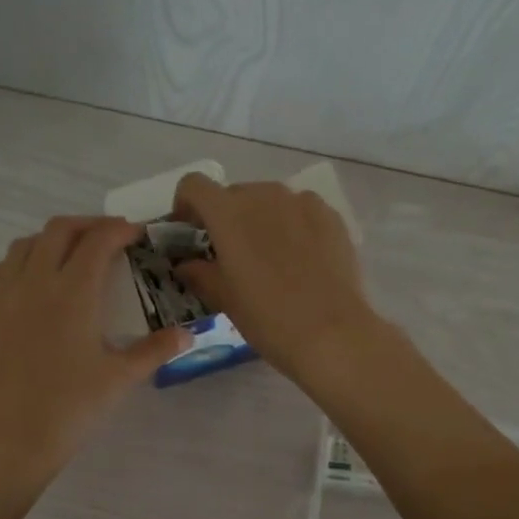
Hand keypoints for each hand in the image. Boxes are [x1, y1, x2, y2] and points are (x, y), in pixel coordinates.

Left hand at [0, 216, 188, 486]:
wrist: (14, 439)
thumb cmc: (72, 407)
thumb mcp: (121, 377)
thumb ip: (155, 350)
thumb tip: (187, 334)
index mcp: (73, 292)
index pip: (97, 242)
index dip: (119, 230)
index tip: (135, 234)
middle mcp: (35, 283)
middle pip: (58, 230)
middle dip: (86, 225)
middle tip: (107, 239)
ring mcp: (3, 297)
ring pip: (23, 246)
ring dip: (50, 240)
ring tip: (69, 255)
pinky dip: (16, 264)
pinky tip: (27, 280)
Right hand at [170, 172, 384, 382]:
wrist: (332, 333)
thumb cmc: (267, 317)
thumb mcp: (224, 299)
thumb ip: (199, 273)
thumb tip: (186, 264)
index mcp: (227, 213)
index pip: (194, 186)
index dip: (186, 205)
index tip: (190, 231)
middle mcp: (263, 195)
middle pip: (233, 194)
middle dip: (225, 218)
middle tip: (230, 254)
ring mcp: (301, 202)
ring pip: (269, 200)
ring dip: (260, 220)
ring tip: (269, 258)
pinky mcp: (330, 216)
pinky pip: (301, 210)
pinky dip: (292, 225)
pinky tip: (300, 258)